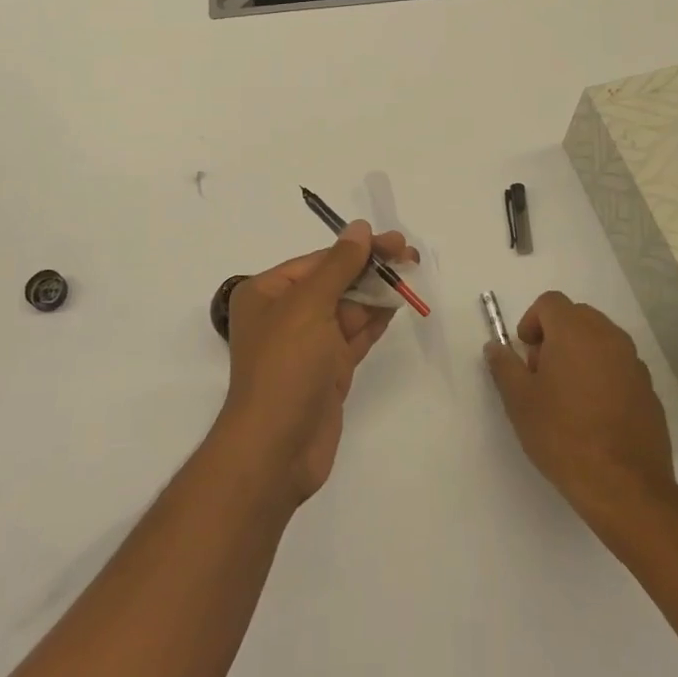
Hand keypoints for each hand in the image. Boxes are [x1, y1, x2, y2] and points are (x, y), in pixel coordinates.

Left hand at [218, 222, 416, 505]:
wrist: (277, 448)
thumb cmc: (286, 366)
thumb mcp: (309, 305)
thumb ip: (338, 265)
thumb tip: (359, 228)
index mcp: (267, 293)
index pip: (317, 261)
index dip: (356, 249)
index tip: (393, 241)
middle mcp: (284, 314)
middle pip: (334, 282)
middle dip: (370, 268)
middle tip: (410, 255)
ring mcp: (307, 345)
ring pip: (347, 308)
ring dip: (377, 292)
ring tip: (411, 273)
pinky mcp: (327, 371)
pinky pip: (354, 336)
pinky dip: (375, 320)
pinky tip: (398, 304)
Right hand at [485, 291, 677, 520]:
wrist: (624, 487)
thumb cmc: (562, 435)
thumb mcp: (519, 400)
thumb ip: (504, 366)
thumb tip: (495, 347)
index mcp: (575, 332)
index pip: (550, 302)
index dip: (531, 320)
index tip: (524, 353)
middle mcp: (609, 338)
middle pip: (577, 316)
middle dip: (556, 334)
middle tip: (541, 372)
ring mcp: (634, 364)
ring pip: (601, 340)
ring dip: (580, 353)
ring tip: (566, 395)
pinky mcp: (649, 391)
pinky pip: (619, 367)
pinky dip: (603, 375)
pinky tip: (593, 414)